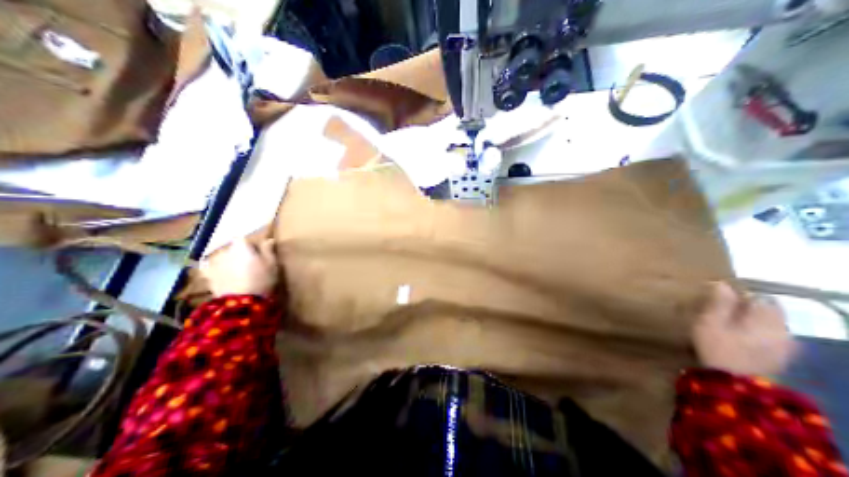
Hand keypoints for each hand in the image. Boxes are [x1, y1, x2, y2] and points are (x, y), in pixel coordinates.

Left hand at [199, 239, 276, 297]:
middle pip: (232, 248)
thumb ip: (268, 251)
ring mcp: (214, 263)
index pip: (243, 238)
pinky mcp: (207, 276)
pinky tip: (216, 271)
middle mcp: (225, 250)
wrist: (242, 303)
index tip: (256, 253)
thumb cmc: (261, 281)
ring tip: (235, 272)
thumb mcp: (272, 265)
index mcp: (241, 245)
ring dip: (226, 261)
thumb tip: (268, 240)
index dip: (249, 245)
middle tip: (248, 265)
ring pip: (221, 257)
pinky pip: (206, 267)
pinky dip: (211, 267)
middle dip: (238, 254)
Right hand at [693, 283, 799, 375]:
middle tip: (727, 317)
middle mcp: (781, 328)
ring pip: (771, 328)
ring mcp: (784, 348)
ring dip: (756, 326)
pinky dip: (760, 341)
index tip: (721, 303)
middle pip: (768, 312)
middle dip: (751, 312)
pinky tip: (743, 347)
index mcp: (765, 315)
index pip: (757, 297)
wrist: (736, 390)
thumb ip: (719, 302)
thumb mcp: (710, 322)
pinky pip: (772, 344)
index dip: (739, 298)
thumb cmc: (719, 350)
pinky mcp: (780, 363)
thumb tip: (722, 284)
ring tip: (733, 332)